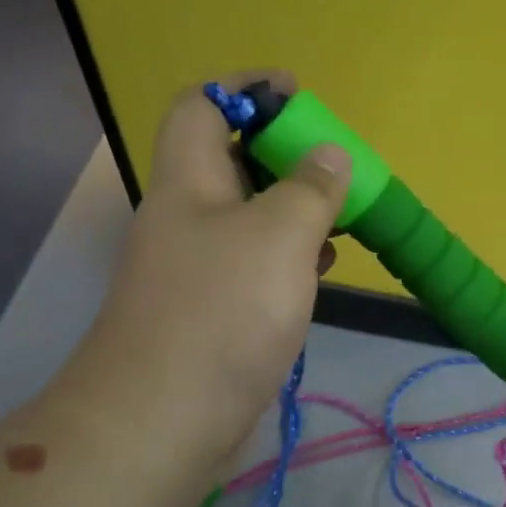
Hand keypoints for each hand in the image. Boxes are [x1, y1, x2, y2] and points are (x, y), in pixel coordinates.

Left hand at [53, 72, 348, 485]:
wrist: (165, 418)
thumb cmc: (222, 311)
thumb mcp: (279, 236)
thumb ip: (310, 187)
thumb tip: (329, 153)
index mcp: (188, 182)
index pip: (199, 105)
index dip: (243, 87)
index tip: (295, 94)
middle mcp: (186, 217)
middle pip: (227, 159)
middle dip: (281, 150)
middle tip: (332, 162)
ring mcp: (198, 267)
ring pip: (246, 215)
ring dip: (291, 206)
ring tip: (340, 212)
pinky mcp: (213, 310)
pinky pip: (253, 262)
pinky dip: (288, 254)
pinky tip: (319, 266)